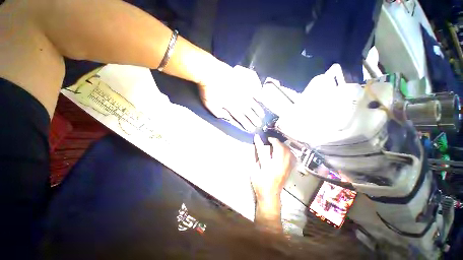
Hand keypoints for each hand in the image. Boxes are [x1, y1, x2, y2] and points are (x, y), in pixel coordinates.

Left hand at [197, 64, 264, 131]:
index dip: (246, 124)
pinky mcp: (242, 83)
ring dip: (257, 110)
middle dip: (254, 119)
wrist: (209, 72)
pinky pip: (252, 90)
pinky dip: (257, 95)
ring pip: (252, 103)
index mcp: (231, 107)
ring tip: (262, 115)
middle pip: (248, 112)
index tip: (252, 129)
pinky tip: (260, 99)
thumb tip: (228, 118)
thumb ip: (219, 113)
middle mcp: (239, 101)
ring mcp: (242, 91)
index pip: (241, 118)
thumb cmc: (208, 90)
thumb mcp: (210, 105)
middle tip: (259, 124)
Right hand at [251, 135, 294, 204]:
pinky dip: (288, 151)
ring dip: (282, 145)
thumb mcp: (254, 172)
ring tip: (277, 143)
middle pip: (279, 149)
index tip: (257, 136)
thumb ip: (256, 160)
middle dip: (275, 141)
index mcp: (267, 167)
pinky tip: (284, 150)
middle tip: (270, 139)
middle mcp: (278, 166)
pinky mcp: (289, 170)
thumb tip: (259, 150)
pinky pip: (292, 157)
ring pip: (287, 152)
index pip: (262, 151)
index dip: (259, 142)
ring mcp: (285, 168)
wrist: (270, 196)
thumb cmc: (260, 185)